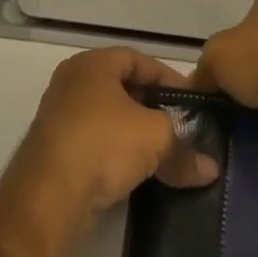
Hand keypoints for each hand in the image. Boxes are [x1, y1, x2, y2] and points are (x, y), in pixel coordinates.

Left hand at [4, 48, 219, 235]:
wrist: (47, 196)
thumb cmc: (103, 143)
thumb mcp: (156, 139)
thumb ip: (184, 149)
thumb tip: (210, 170)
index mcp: (93, 64)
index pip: (139, 60)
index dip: (168, 78)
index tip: (191, 102)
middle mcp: (71, 82)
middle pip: (122, 89)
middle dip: (153, 108)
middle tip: (179, 126)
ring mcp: (58, 116)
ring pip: (107, 118)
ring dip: (134, 134)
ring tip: (162, 154)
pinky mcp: (52, 150)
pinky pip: (93, 143)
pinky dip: (115, 154)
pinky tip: (134, 174)